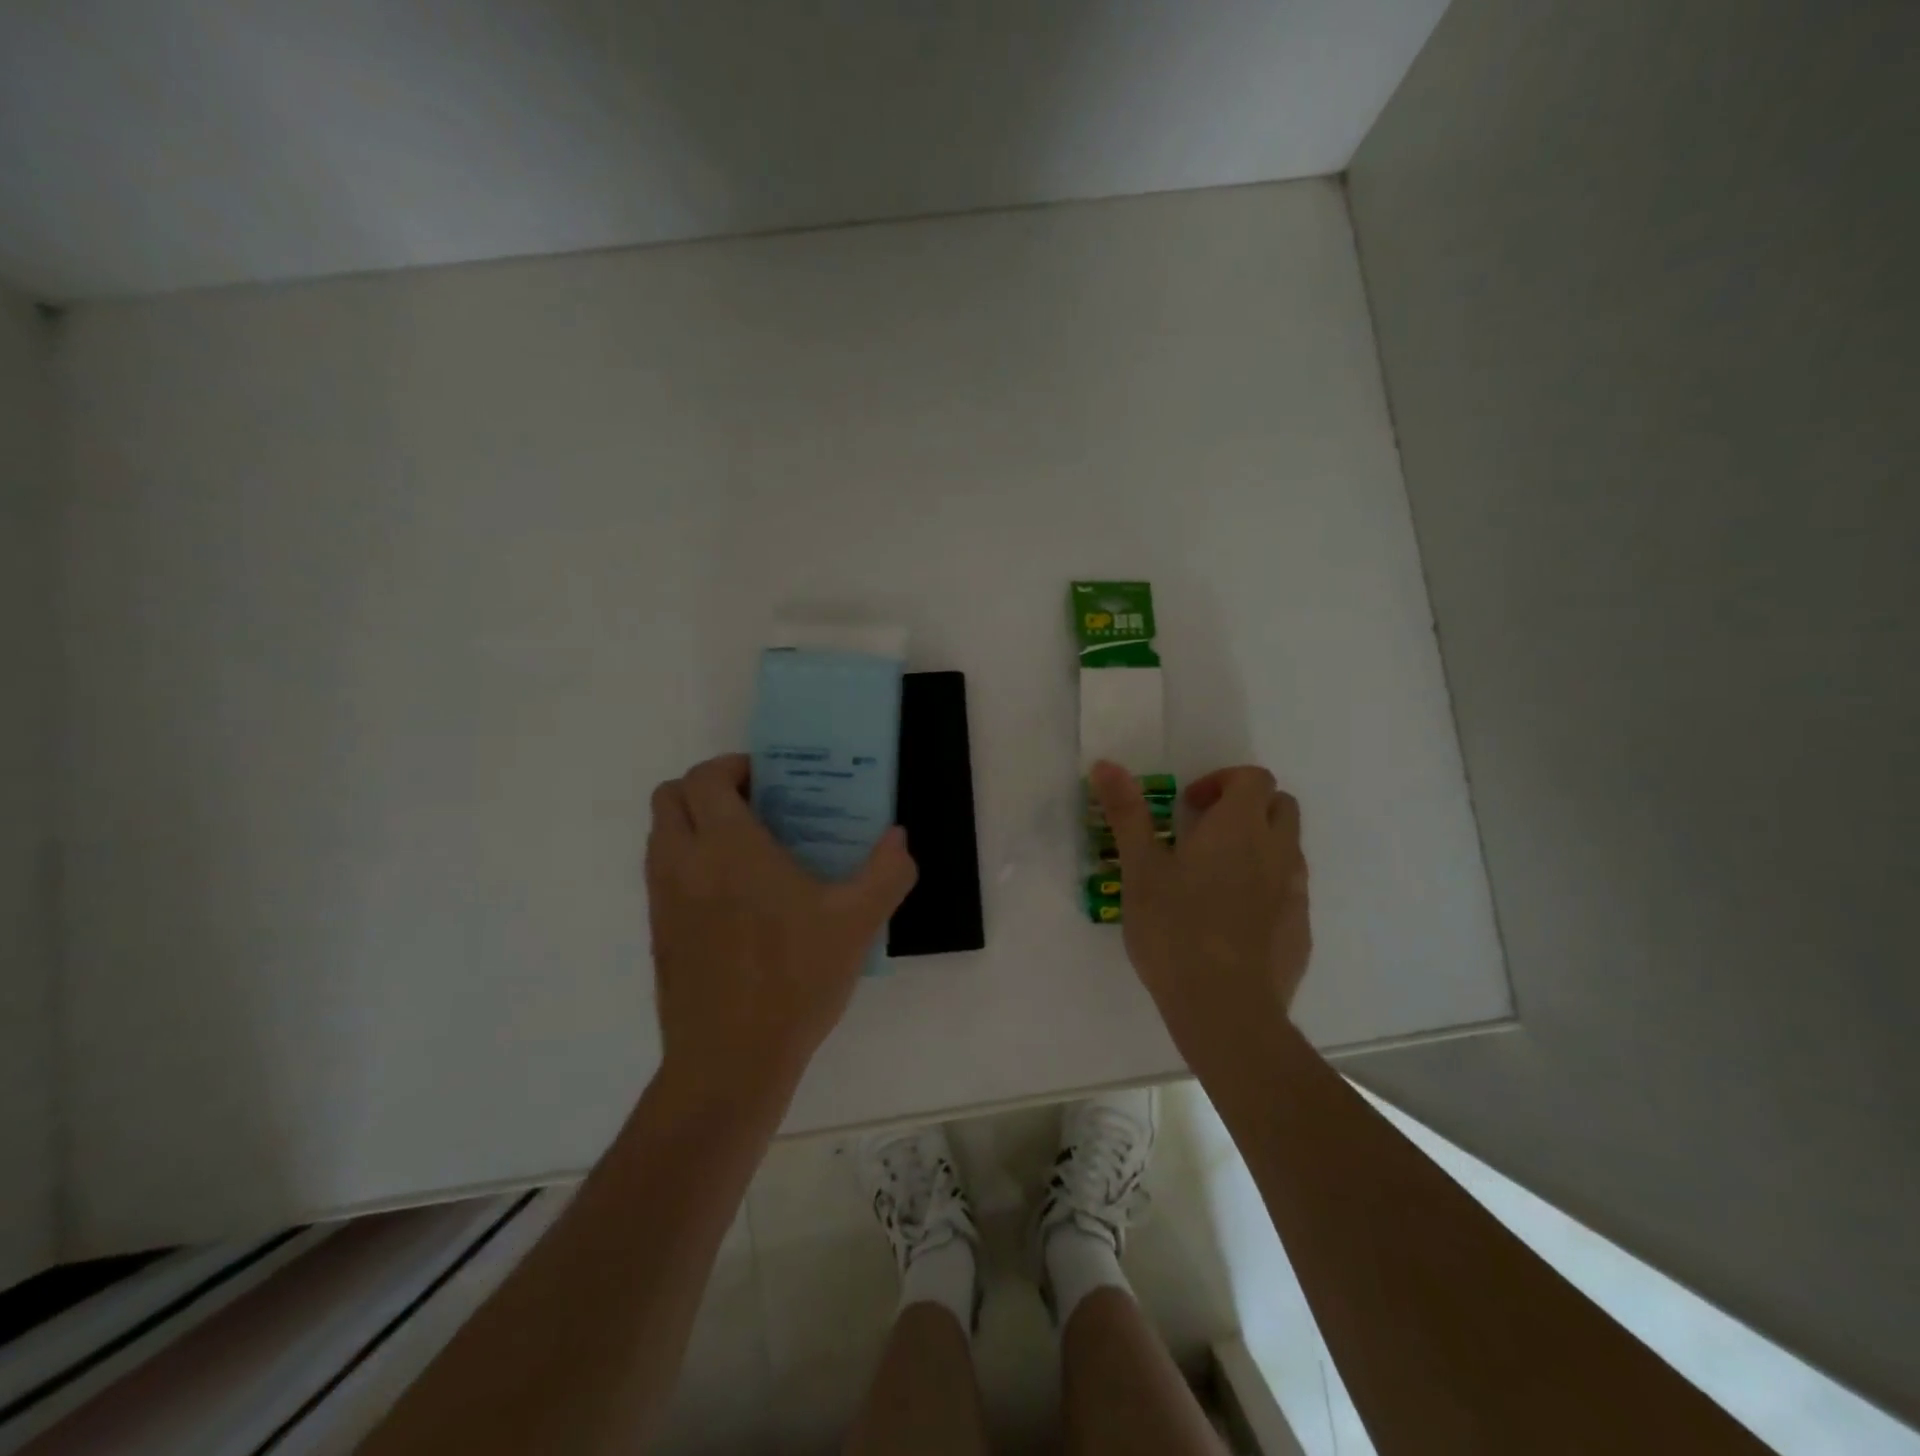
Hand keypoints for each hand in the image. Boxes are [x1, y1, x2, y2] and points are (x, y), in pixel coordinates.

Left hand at [646, 754, 917, 1108]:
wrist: (730, 1062)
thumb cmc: (794, 981)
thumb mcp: (856, 923)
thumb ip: (886, 872)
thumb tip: (898, 838)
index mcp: (729, 848)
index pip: (705, 778)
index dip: (732, 766)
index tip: (769, 781)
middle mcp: (685, 863)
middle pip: (671, 796)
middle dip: (708, 789)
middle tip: (756, 808)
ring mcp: (663, 900)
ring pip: (661, 834)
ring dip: (694, 824)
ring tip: (746, 849)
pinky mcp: (658, 933)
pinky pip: (662, 872)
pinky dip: (688, 861)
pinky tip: (735, 898)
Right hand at [1090, 760, 1310, 1056]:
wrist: (1226, 1009)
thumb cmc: (1175, 930)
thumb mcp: (1140, 869)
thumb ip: (1127, 814)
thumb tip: (1106, 764)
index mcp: (1239, 827)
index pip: (1254, 777)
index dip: (1222, 781)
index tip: (1188, 807)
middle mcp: (1277, 851)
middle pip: (1279, 806)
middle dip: (1246, 807)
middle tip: (1203, 834)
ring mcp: (1295, 892)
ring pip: (1286, 849)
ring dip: (1257, 847)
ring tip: (1213, 879)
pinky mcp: (1301, 930)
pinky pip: (1289, 891)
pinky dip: (1265, 887)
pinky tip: (1231, 921)